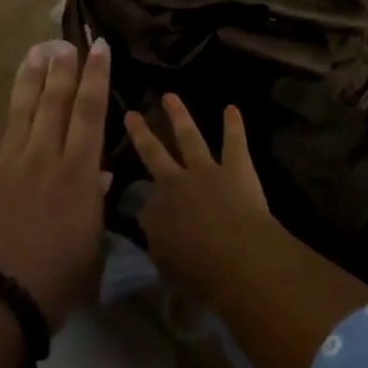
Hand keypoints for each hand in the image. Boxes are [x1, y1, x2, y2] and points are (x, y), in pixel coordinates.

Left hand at [0, 39, 111, 331]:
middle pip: (55, 102)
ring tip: (35, 50)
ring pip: (21, 110)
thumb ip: (94, 204)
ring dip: (29, 79)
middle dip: (63, 68)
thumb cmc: (54, 283)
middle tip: (65, 40)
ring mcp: (8, 163)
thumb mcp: (90, 248)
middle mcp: (44, 157)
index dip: (96, 76)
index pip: (90, 113)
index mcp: (78, 173)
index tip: (99, 47)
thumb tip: (100, 172)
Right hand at [124, 95, 275, 298]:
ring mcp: (206, 171)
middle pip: (154, 154)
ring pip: (189, 137)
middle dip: (141, 134)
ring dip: (180, 116)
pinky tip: (232, 108)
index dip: (146, 206)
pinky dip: (233, 126)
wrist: (236, 256)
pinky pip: (234, 143)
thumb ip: (161, 247)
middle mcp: (176, 183)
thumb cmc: (199, 271)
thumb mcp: (168, 266)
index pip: (145, 204)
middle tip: (131, 114)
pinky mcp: (237, 169)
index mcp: (157, 211)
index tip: (145, 208)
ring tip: (170, 96)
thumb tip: (157, 235)